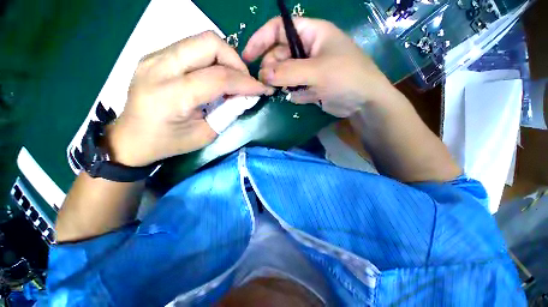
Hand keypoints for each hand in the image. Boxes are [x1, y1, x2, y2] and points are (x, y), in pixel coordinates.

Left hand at [107, 31, 272, 166]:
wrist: (132, 138)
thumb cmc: (169, 143)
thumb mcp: (206, 134)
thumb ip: (229, 113)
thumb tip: (249, 97)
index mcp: (172, 95)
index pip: (219, 77)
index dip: (246, 82)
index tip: (263, 89)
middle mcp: (160, 67)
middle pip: (209, 43)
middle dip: (235, 61)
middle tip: (243, 82)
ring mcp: (154, 57)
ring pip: (201, 40)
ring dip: (224, 59)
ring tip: (230, 80)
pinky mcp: (155, 56)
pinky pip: (191, 47)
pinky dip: (210, 60)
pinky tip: (213, 77)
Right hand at [243, 17, 393, 117]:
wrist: (363, 102)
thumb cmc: (346, 77)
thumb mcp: (317, 71)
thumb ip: (288, 72)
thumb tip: (263, 75)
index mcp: (312, 34)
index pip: (279, 29)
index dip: (261, 39)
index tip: (248, 56)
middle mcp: (308, 49)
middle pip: (280, 54)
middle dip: (272, 68)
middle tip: (268, 84)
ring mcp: (308, 69)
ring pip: (285, 73)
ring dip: (281, 83)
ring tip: (282, 92)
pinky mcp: (310, 85)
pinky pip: (294, 87)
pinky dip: (294, 93)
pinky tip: (302, 97)